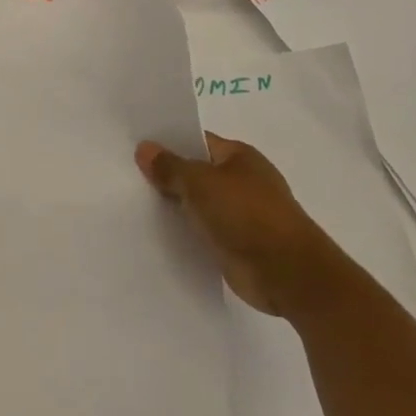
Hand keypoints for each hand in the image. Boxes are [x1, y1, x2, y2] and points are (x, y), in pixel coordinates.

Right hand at [136, 133, 328, 317]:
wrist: (288, 275)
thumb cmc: (246, 215)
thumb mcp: (200, 183)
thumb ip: (170, 167)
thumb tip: (144, 148)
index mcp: (239, 156)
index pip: (197, 141)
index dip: (168, 143)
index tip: (136, 148)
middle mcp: (243, 181)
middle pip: (197, 173)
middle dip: (169, 176)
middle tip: (127, 176)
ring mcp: (243, 214)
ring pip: (200, 204)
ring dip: (177, 207)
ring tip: (135, 205)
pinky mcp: (239, 245)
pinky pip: (205, 232)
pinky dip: (188, 233)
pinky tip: (159, 235)